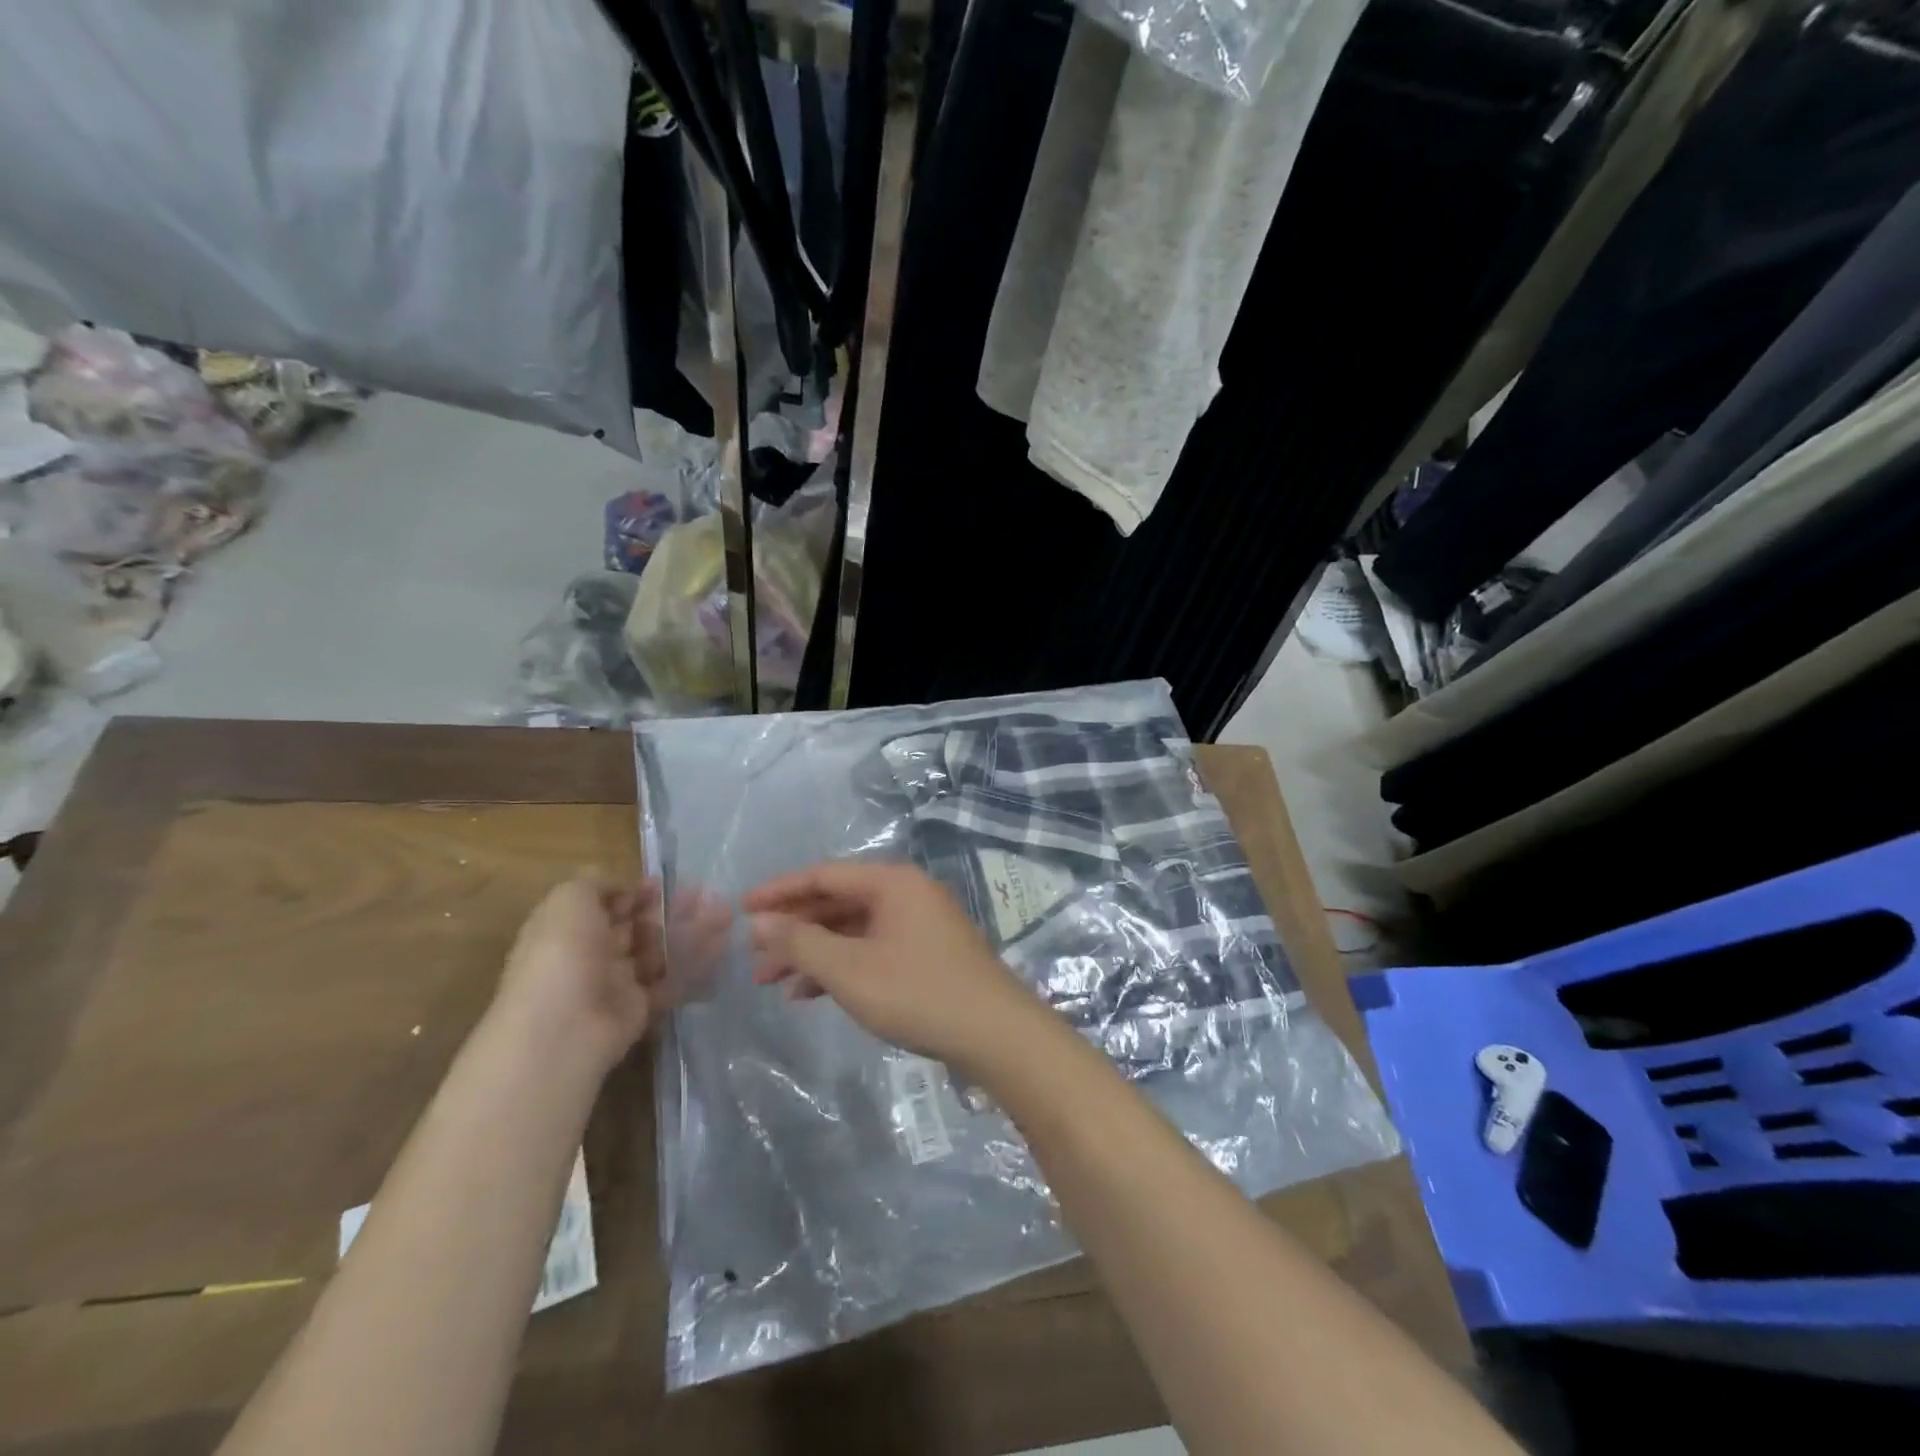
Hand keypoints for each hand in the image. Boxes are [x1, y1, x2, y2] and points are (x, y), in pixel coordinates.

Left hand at [492, 874, 728, 1069]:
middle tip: (705, 896)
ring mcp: (616, 982)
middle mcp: (592, 954)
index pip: (607, 905)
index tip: (661, 884)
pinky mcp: (639, 1008)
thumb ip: (596, 883)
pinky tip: (720, 946)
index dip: (633, 892)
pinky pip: (671, 981)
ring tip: (724, 915)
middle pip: (636, 926)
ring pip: (658, 950)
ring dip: (689, 931)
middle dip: (668, 909)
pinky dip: (696, 965)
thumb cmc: (562, 954)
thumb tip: (623, 888)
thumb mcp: (569, 900)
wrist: (563, 1029)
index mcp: (570, 928)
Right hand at [744, 861, 1043, 1067]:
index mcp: (892, 882)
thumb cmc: (918, 993)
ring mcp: (920, 923)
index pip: (823, 875)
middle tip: (754, 960)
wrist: (996, 1034)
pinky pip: (872, 948)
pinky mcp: (927, 953)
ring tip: (773, 983)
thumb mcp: (850, 969)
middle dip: (794, 930)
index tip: (740, 910)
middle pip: (837, 902)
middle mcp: (907, 893)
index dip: (779, 892)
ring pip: (853, 929)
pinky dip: (842, 967)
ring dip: (814, 953)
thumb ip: (802, 942)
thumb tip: (760, 921)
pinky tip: (811, 995)